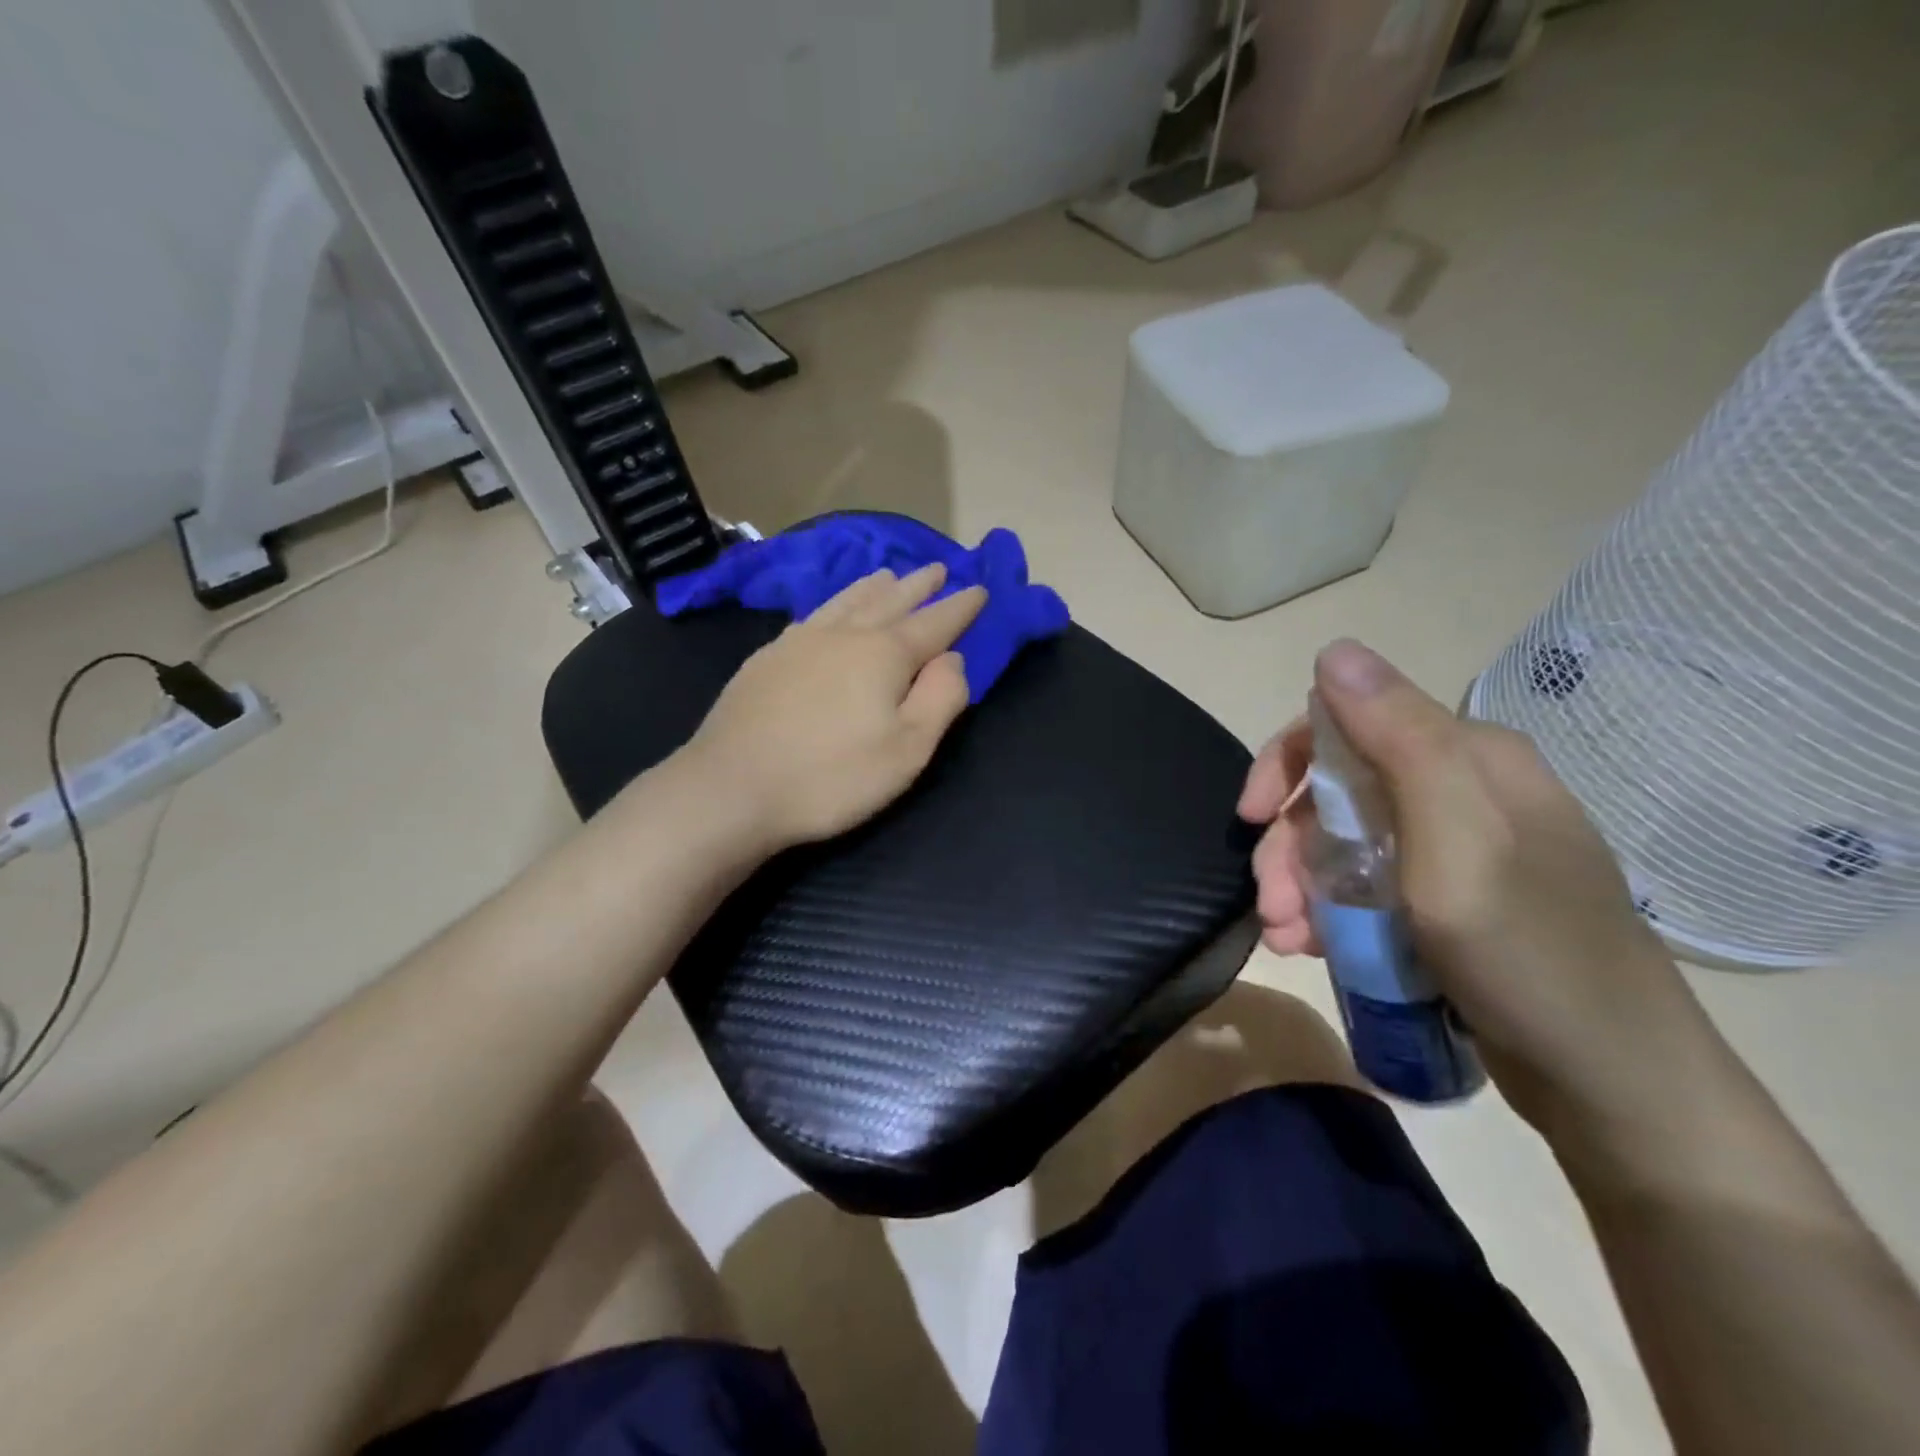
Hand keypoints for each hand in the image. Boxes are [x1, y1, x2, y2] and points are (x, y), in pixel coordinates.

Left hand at [687, 563, 986, 852]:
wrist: (732, 788)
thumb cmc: (832, 776)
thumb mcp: (907, 749)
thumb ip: (941, 698)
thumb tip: (953, 658)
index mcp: (884, 654)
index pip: (934, 623)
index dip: (961, 607)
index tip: (980, 589)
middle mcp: (843, 635)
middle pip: (889, 601)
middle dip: (918, 586)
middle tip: (937, 568)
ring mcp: (799, 642)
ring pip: (846, 601)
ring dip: (873, 586)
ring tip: (887, 574)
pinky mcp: (766, 658)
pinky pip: (812, 615)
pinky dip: (833, 603)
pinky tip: (829, 610)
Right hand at [1239, 639, 1704, 1131]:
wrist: (1616, 1088)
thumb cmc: (1529, 957)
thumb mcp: (1457, 844)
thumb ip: (1397, 741)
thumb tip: (1334, 650)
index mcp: (1469, 759)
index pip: (1349, 723)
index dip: (1288, 763)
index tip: (1253, 818)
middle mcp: (1462, 791)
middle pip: (1339, 789)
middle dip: (1289, 843)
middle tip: (1270, 903)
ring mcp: (1458, 850)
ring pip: (1345, 842)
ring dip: (1300, 883)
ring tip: (1283, 937)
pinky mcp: (1453, 901)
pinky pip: (1369, 885)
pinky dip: (1328, 910)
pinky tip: (1308, 945)